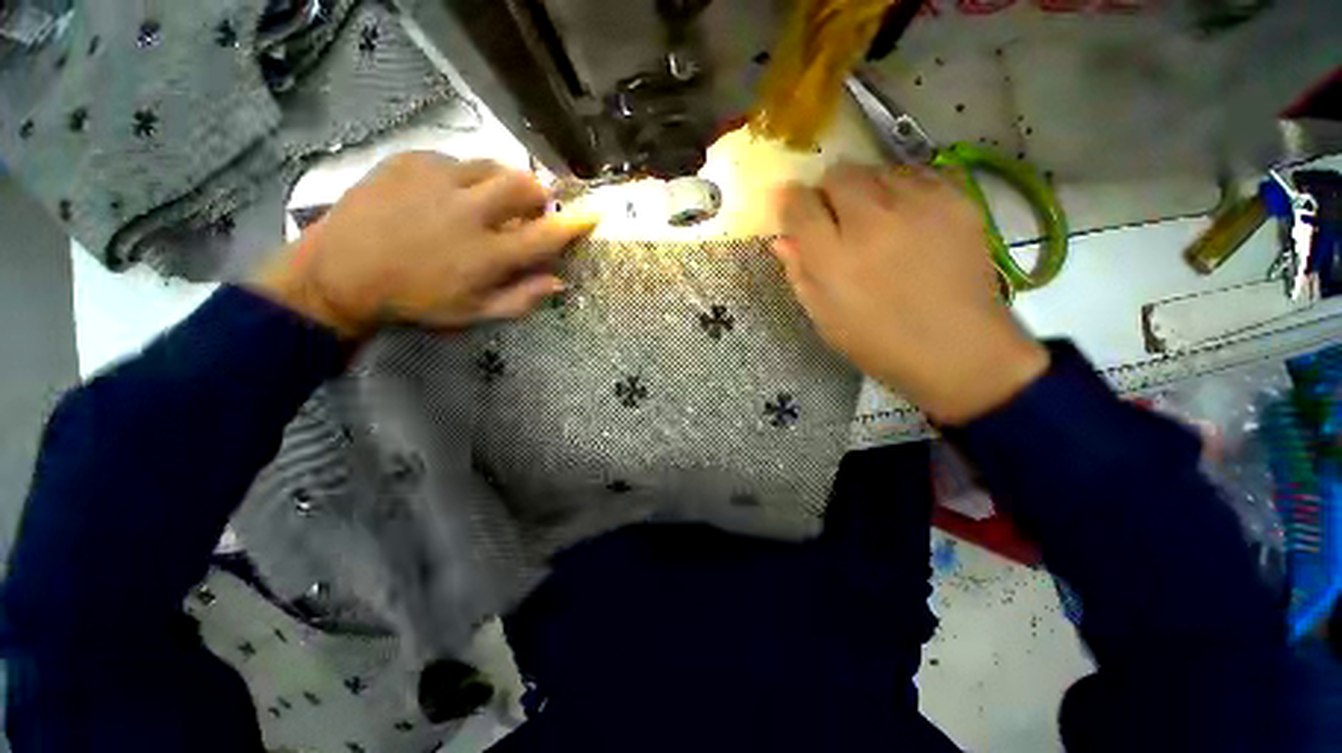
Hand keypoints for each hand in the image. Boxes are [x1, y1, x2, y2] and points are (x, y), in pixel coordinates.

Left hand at [251, 152, 595, 337]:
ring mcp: (437, 180)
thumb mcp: (474, 313)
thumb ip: (521, 299)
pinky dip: (464, 176)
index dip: (575, 223)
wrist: (340, 272)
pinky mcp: (410, 161)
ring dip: (502, 182)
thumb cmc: (415, 301)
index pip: (546, 235)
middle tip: (529, 208)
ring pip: (492, 166)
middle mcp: (469, 211)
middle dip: (538, 195)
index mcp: (487, 254)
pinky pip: (454, 159)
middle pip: (524, 185)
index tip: (594, 212)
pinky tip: (446, 195)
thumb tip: (559, 283)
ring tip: (486, 200)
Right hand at [772, 162, 1047, 424]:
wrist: (958, 348)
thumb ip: (799, 273)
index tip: (792, 208)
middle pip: (837, 173)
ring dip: (865, 188)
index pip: (798, 204)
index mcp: (832, 258)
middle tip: (834, 216)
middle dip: (827, 191)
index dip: (790, 201)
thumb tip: (782, 239)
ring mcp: (918, 205)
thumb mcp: (824, 317)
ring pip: (876, 168)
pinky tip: (906, 216)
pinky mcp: (955, 199)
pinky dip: (901, 188)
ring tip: (874, 218)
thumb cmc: (878, 342)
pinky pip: (915, 173)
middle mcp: (871, 221)